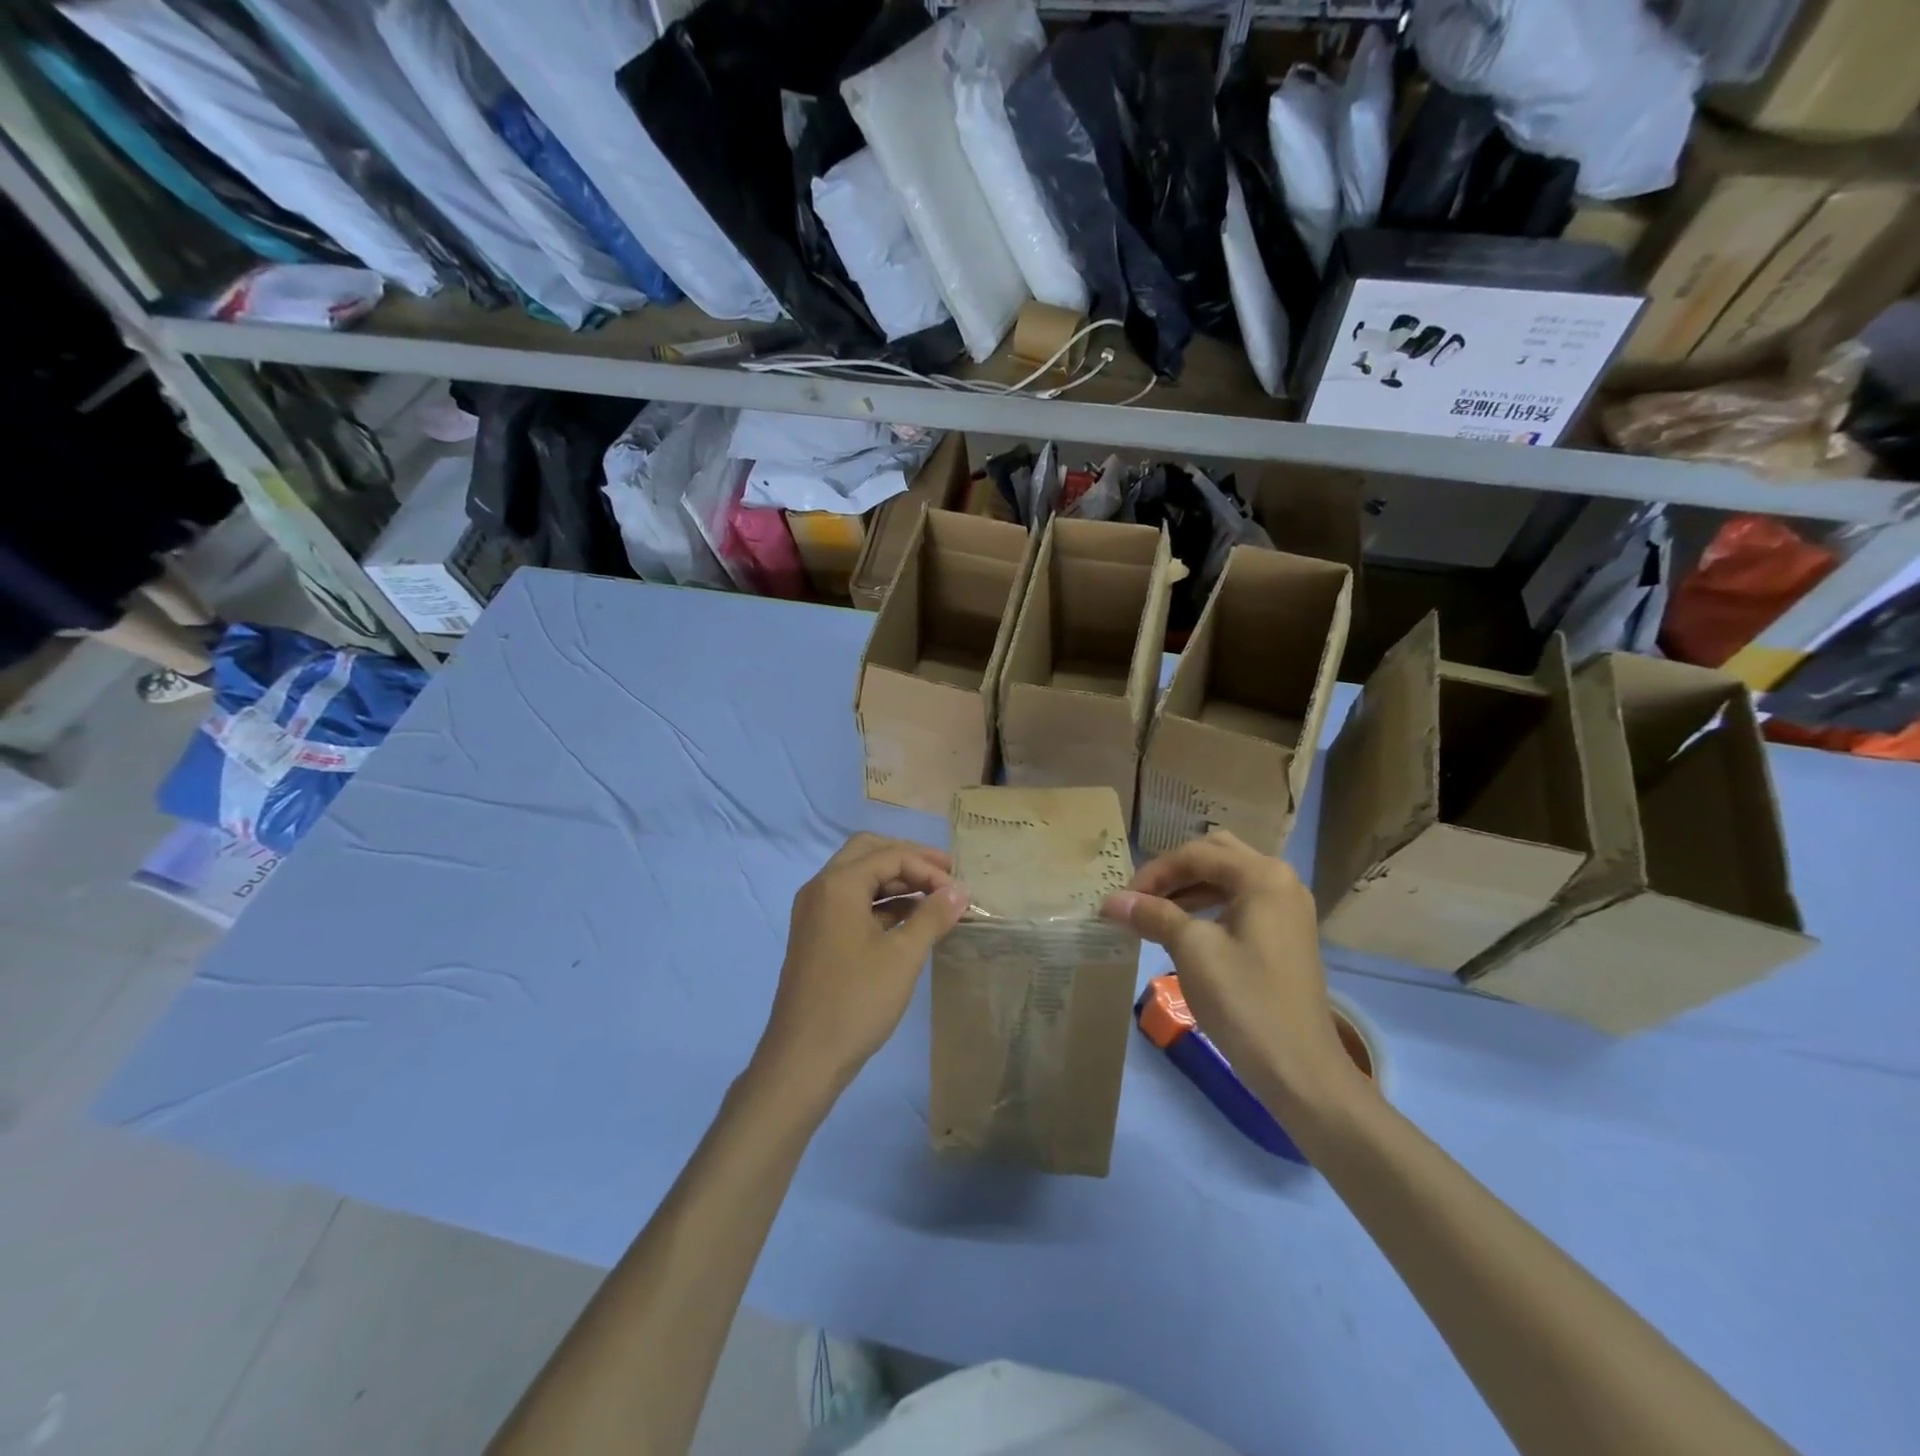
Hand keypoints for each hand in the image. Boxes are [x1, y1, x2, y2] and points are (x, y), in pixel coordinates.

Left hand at [754, 833, 968, 1104]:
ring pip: (859, 877)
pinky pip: (852, 902)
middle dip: (909, 860)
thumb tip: (959, 889)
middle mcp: (821, 888)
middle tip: (944, 875)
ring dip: (896, 881)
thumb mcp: (903, 956)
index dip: (928, 868)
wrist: (804, 1058)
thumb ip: (933, 915)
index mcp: (838, 885)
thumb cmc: (856, 1000)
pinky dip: (881, 903)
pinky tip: (910, 921)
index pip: (890, 855)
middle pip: (869, 853)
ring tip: (934, 899)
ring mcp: (815, 912)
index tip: (958, 891)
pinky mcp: (817, 935)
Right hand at [1102, 831, 1361, 1115]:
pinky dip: (1209, 907)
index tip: (1122, 900)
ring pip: (1228, 880)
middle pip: (1215, 857)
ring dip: (1189, 889)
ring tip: (1155, 914)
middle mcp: (1281, 881)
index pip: (1196, 854)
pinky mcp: (1286, 935)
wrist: (1299, 1068)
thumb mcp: (1192, 950)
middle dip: (1174, 873)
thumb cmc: (1244, 1000)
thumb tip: (1111, 900)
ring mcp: (1288, 909)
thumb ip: (1153, 914)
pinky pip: (1241, 903)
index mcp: (1262, 875)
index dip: (1153, 873)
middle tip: (1141, 898)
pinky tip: (1185, 931)